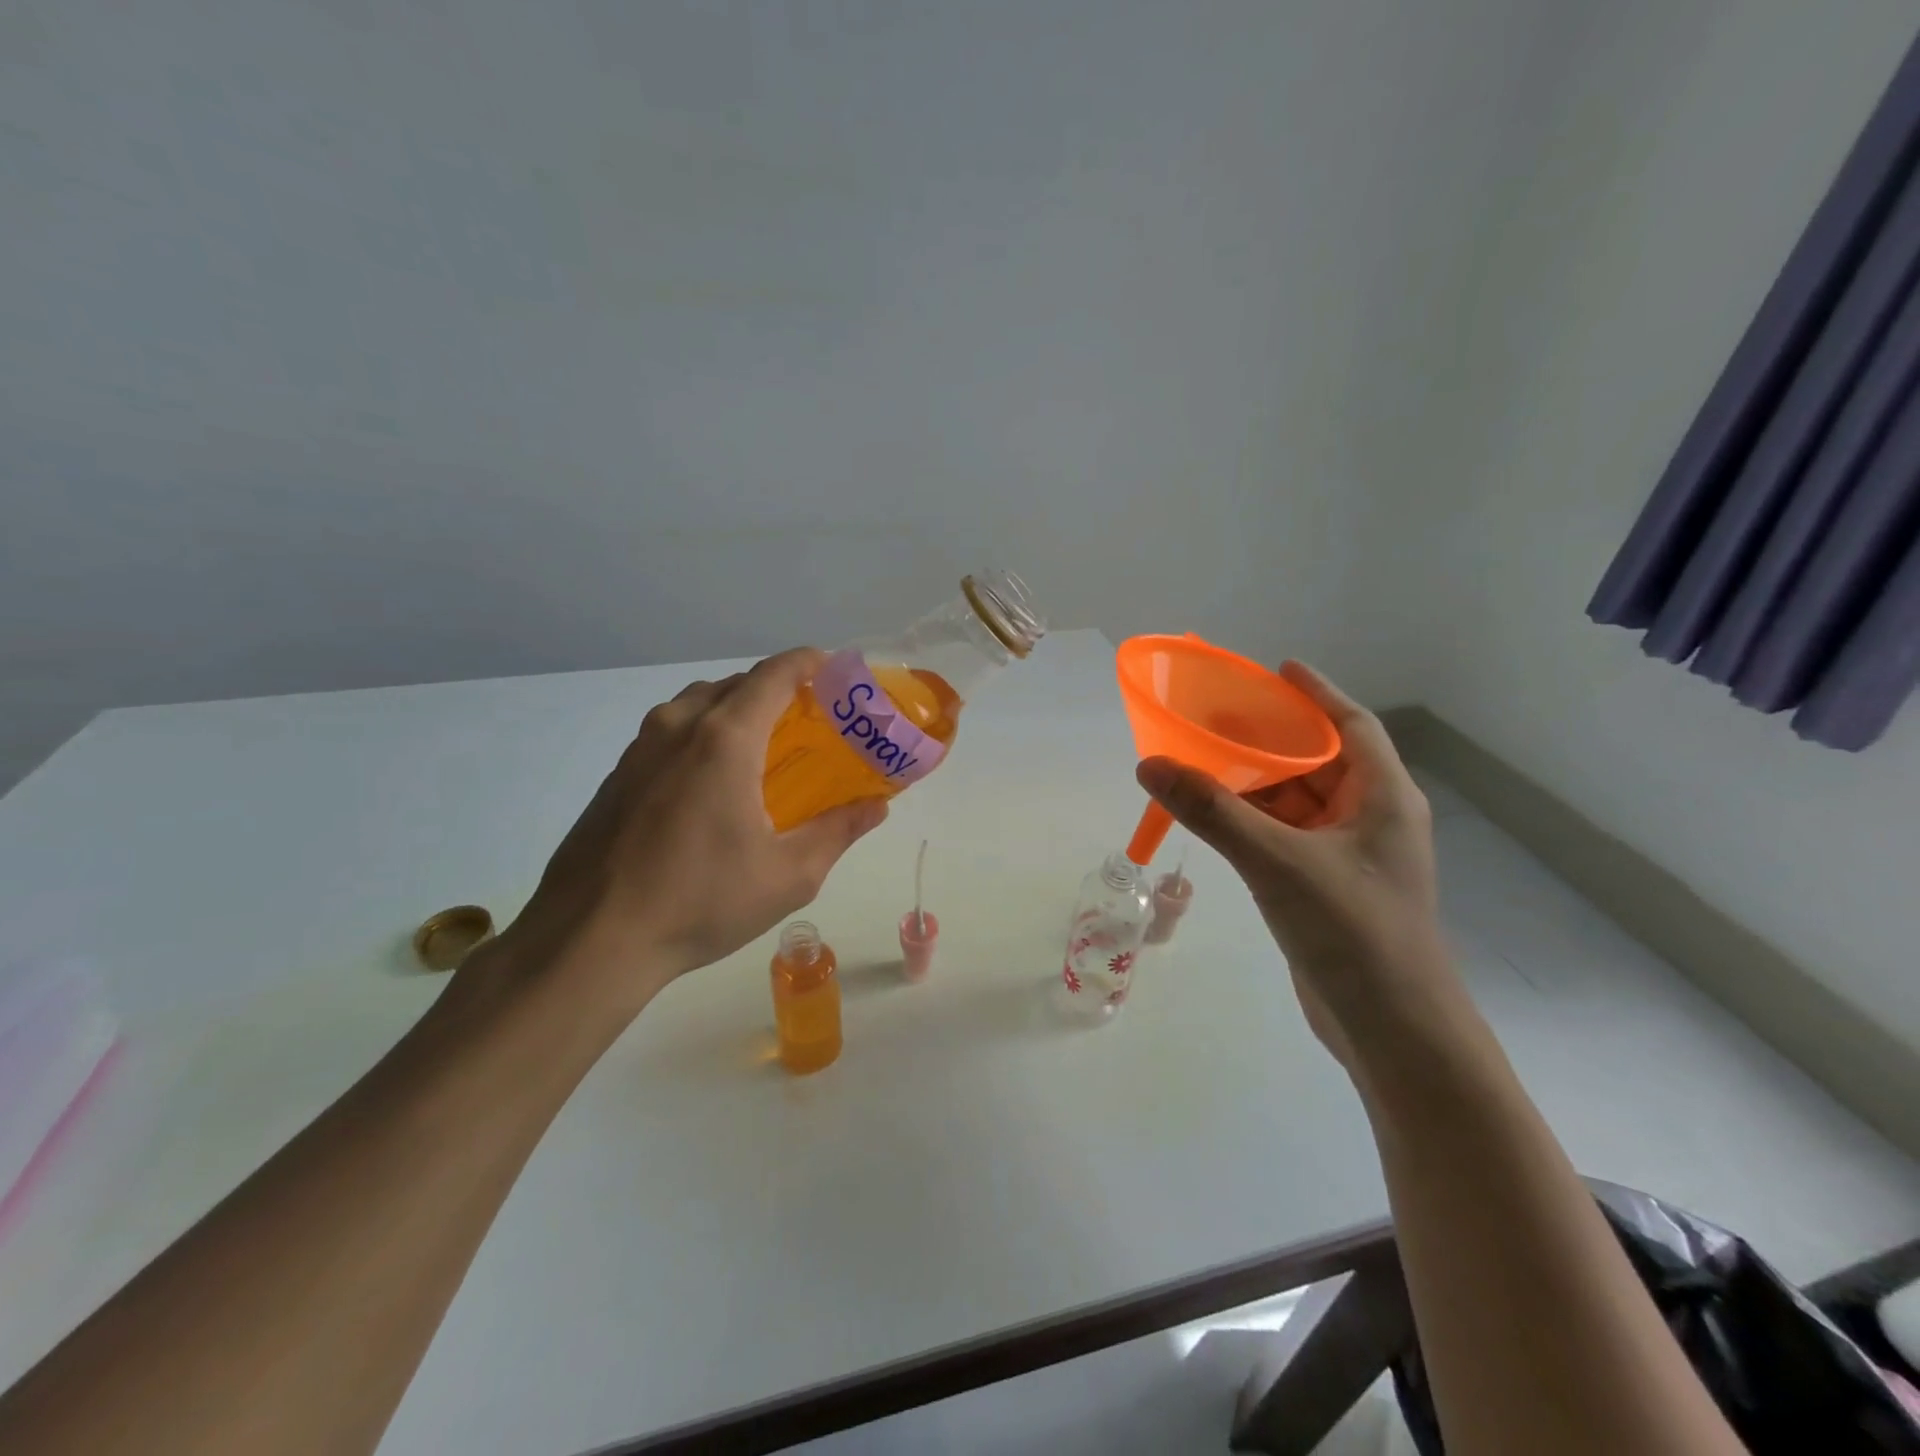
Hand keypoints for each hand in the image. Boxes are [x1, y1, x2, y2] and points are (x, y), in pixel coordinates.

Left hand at [484, 648, 887, 1010]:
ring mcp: (641, 747)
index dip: (810, 664)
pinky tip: (713, 783)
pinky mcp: (618, 773)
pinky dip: (703, 733)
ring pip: (699, 703)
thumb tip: (876, 806)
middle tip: (810, 722)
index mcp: (725, 739)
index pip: (775, 674)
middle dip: (778, 690)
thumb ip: (838, 831)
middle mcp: (679, 726)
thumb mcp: (789, 875)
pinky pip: (671, 730)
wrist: (590, 939)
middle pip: (737, 683)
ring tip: (763, 748)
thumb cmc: (700, 901)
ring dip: (737, 709)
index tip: (837, 675)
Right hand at [1136, 661, 1459, 1068]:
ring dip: (1256, 783)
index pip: (1352, 725)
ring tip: (1205, 759)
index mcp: (1384, 797)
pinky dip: (1254, 821)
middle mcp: (1372, 818)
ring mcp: (1350, 856)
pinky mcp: (1328, 887)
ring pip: (1299, 802)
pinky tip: (1217, 816)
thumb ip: (1212, 810)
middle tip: (1219, 717)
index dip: (1317, 693)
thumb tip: (1150, 765)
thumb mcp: (1277, 861)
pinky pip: (1286, 836)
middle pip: (1320, 760)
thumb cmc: (1352, 930)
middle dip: (1272, 738)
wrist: (1392, 1030)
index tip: (1277, 670)